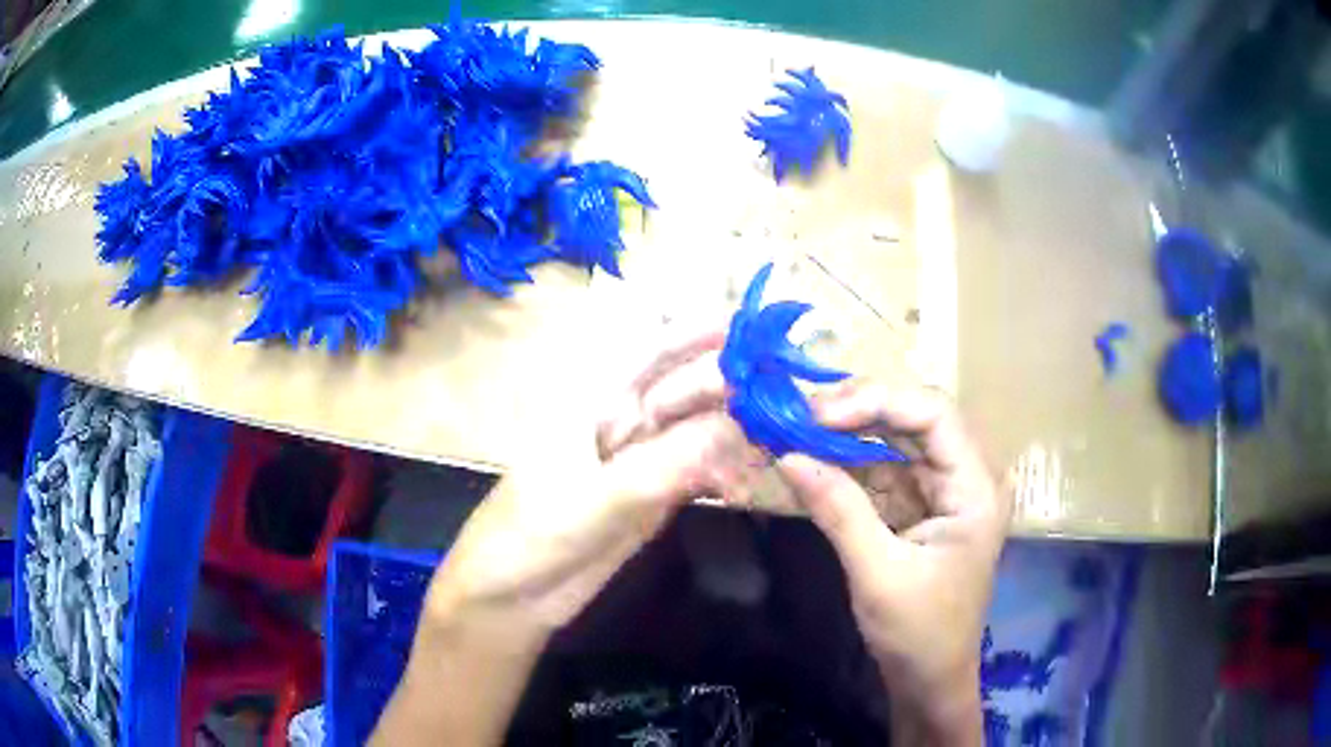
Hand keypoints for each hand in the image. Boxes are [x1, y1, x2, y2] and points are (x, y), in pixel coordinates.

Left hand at [375, 328, 765, 745]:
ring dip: (738, 432)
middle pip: (689, 388)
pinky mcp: (654, 494)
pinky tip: (750, 480)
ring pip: (700, 430)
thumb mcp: (596, 499)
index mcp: (595, 398)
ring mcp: (640, 458)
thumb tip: (742, 427)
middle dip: (737, 389)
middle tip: (792, 400)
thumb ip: (667, 465)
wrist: (512, 597)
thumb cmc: (533, 534)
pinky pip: (700, 471)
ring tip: (783, 439)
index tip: (762, 336)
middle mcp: (622, 418)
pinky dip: (727, 472)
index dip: (706, 334)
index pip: (657, 349)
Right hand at [777, 381, 1008, 745]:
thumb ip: (837, 510)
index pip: (934, 415)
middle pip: (917, 420)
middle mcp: (968, 477)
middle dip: (860, 411)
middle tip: (801, 413)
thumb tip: (786, 455)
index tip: (819, 413)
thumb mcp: (877, 573)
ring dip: (851, 434)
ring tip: (800, 428)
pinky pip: (888, 471)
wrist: (930, 680)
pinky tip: (817, 458)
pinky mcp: (924, 508)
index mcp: (976, 488)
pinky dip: (851, 464)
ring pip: (899, 441)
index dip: (878, 401)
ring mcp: (947, 492)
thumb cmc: (917, 633)